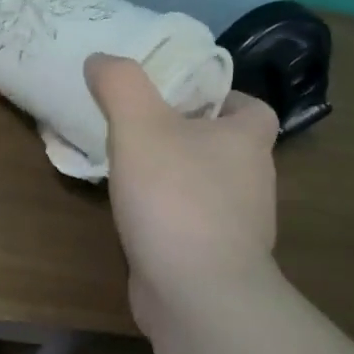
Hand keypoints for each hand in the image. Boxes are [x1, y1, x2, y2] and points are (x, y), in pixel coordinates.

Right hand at [85, 54, 281, 332]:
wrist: (196, 294)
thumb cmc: (175, 197)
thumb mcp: (139, 124)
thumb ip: (120, 84)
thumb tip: (101, 60)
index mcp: (247, 141)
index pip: (252, 107)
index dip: (221, 97)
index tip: (179, 98)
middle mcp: (252, 181)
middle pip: (226, 146)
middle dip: (189, 136)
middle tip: (141, 128)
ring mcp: (237, 226)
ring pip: (208, 187)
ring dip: (176, 177)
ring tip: (131, 170)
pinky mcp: (215, 259)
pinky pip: (192, 225)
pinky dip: (168, 217)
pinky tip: (134, 217)